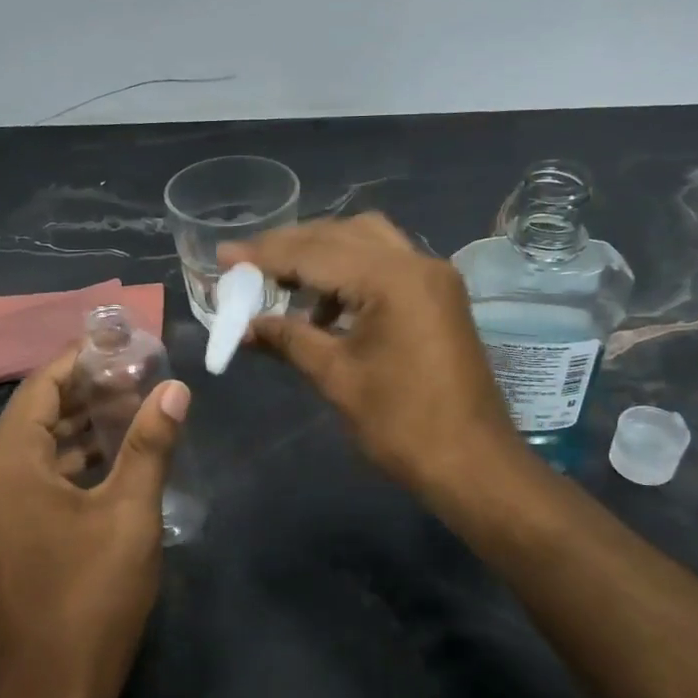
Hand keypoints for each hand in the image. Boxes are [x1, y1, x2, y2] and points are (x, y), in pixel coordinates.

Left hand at [0, 348, 189, 697]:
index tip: (124, 343)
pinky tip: (114, 460)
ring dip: (81, 429)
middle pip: (36, 415)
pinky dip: (71, 463)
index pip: (41, 387)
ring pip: (36, 449)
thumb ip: (150, 444)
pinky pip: (34, 480)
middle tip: (140, 375)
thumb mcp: (129, 513)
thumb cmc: (90, 597)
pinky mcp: (3, 538)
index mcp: (6, 463)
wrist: (49, 697)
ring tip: (136, 410)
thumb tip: (176, 389)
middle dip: (86, 393)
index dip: (81, 360)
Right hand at [222, 213, 517, 495]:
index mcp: (392, 279)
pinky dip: (350, 273)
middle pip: (342, 234)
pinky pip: (387, 265)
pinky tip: (325, 308)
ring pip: (367, 242)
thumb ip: (289, 339)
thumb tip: (245, 326)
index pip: (314, 252)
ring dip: (322, 255)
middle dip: (291, 246)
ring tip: (282, 285)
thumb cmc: (402, 424)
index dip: (264, 255)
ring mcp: (434, 278)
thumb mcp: (336, 378)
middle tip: (248, 265)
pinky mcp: (439, 297)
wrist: (473, 463)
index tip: (224, 255)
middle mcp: (417, 263)